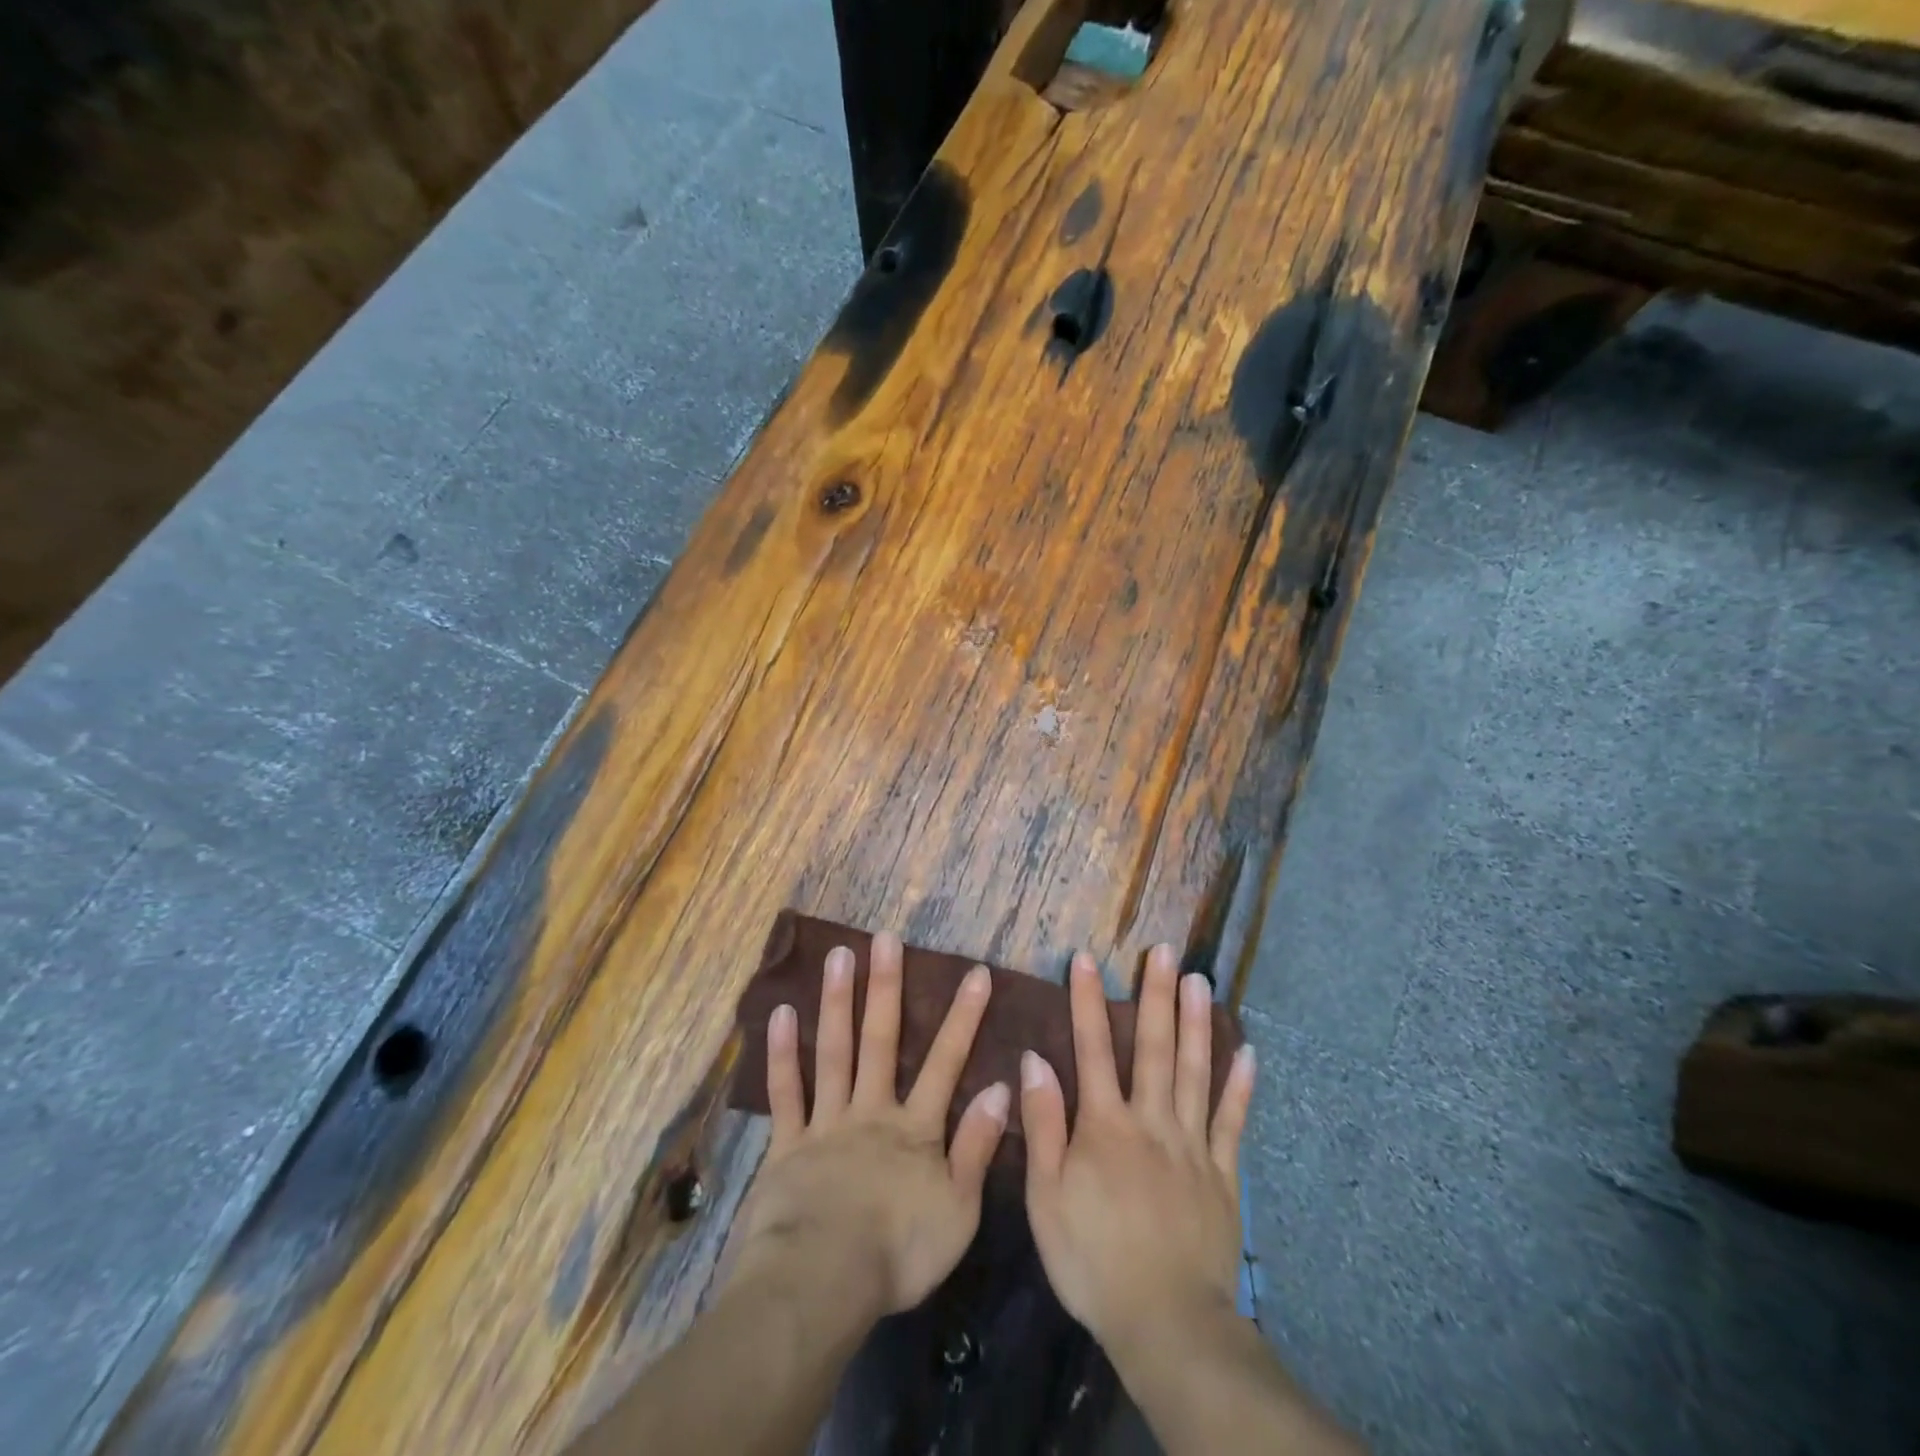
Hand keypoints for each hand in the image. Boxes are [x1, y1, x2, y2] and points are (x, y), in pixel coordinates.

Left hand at [728, 932, 1010, 1318]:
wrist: (821, 1283)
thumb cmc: (898, 1252)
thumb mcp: (958, 1209)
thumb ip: (977, 1147)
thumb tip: (1000, 1088)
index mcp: (915, 1128)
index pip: (946, 1062)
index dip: (963, 1016)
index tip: (976, 972)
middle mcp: (871, 1111)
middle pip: (880, 1040)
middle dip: (886, 987)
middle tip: (885, 938)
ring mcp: (826, 1123)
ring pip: (833, 1052)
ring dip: (837, 1002)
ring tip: (837, 955)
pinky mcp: (787, 1145)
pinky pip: (786, 1092)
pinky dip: (782, 1053)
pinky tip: (780, 1013)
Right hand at [1021, 944, 1255, 1355]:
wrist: (1165, 1323)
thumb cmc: (1092, 1259)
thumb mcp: (1046, 1197)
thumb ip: (1043, 1124)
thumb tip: (1034, 1059)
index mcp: (1105, 1125)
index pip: (1093, 1048)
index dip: (1088, 1001)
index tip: (1086, 958)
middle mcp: (1151, 1121)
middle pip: (1153, 1047)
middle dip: (1156, 995)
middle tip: (1165, 951)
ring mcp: (1192, 1145)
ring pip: (1195, 1071)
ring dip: (1196, 1023)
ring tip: (1200, 981)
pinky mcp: (1223, 1175)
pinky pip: (1232, 1122)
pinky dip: (1240, 1086)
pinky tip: (1248, 1052)